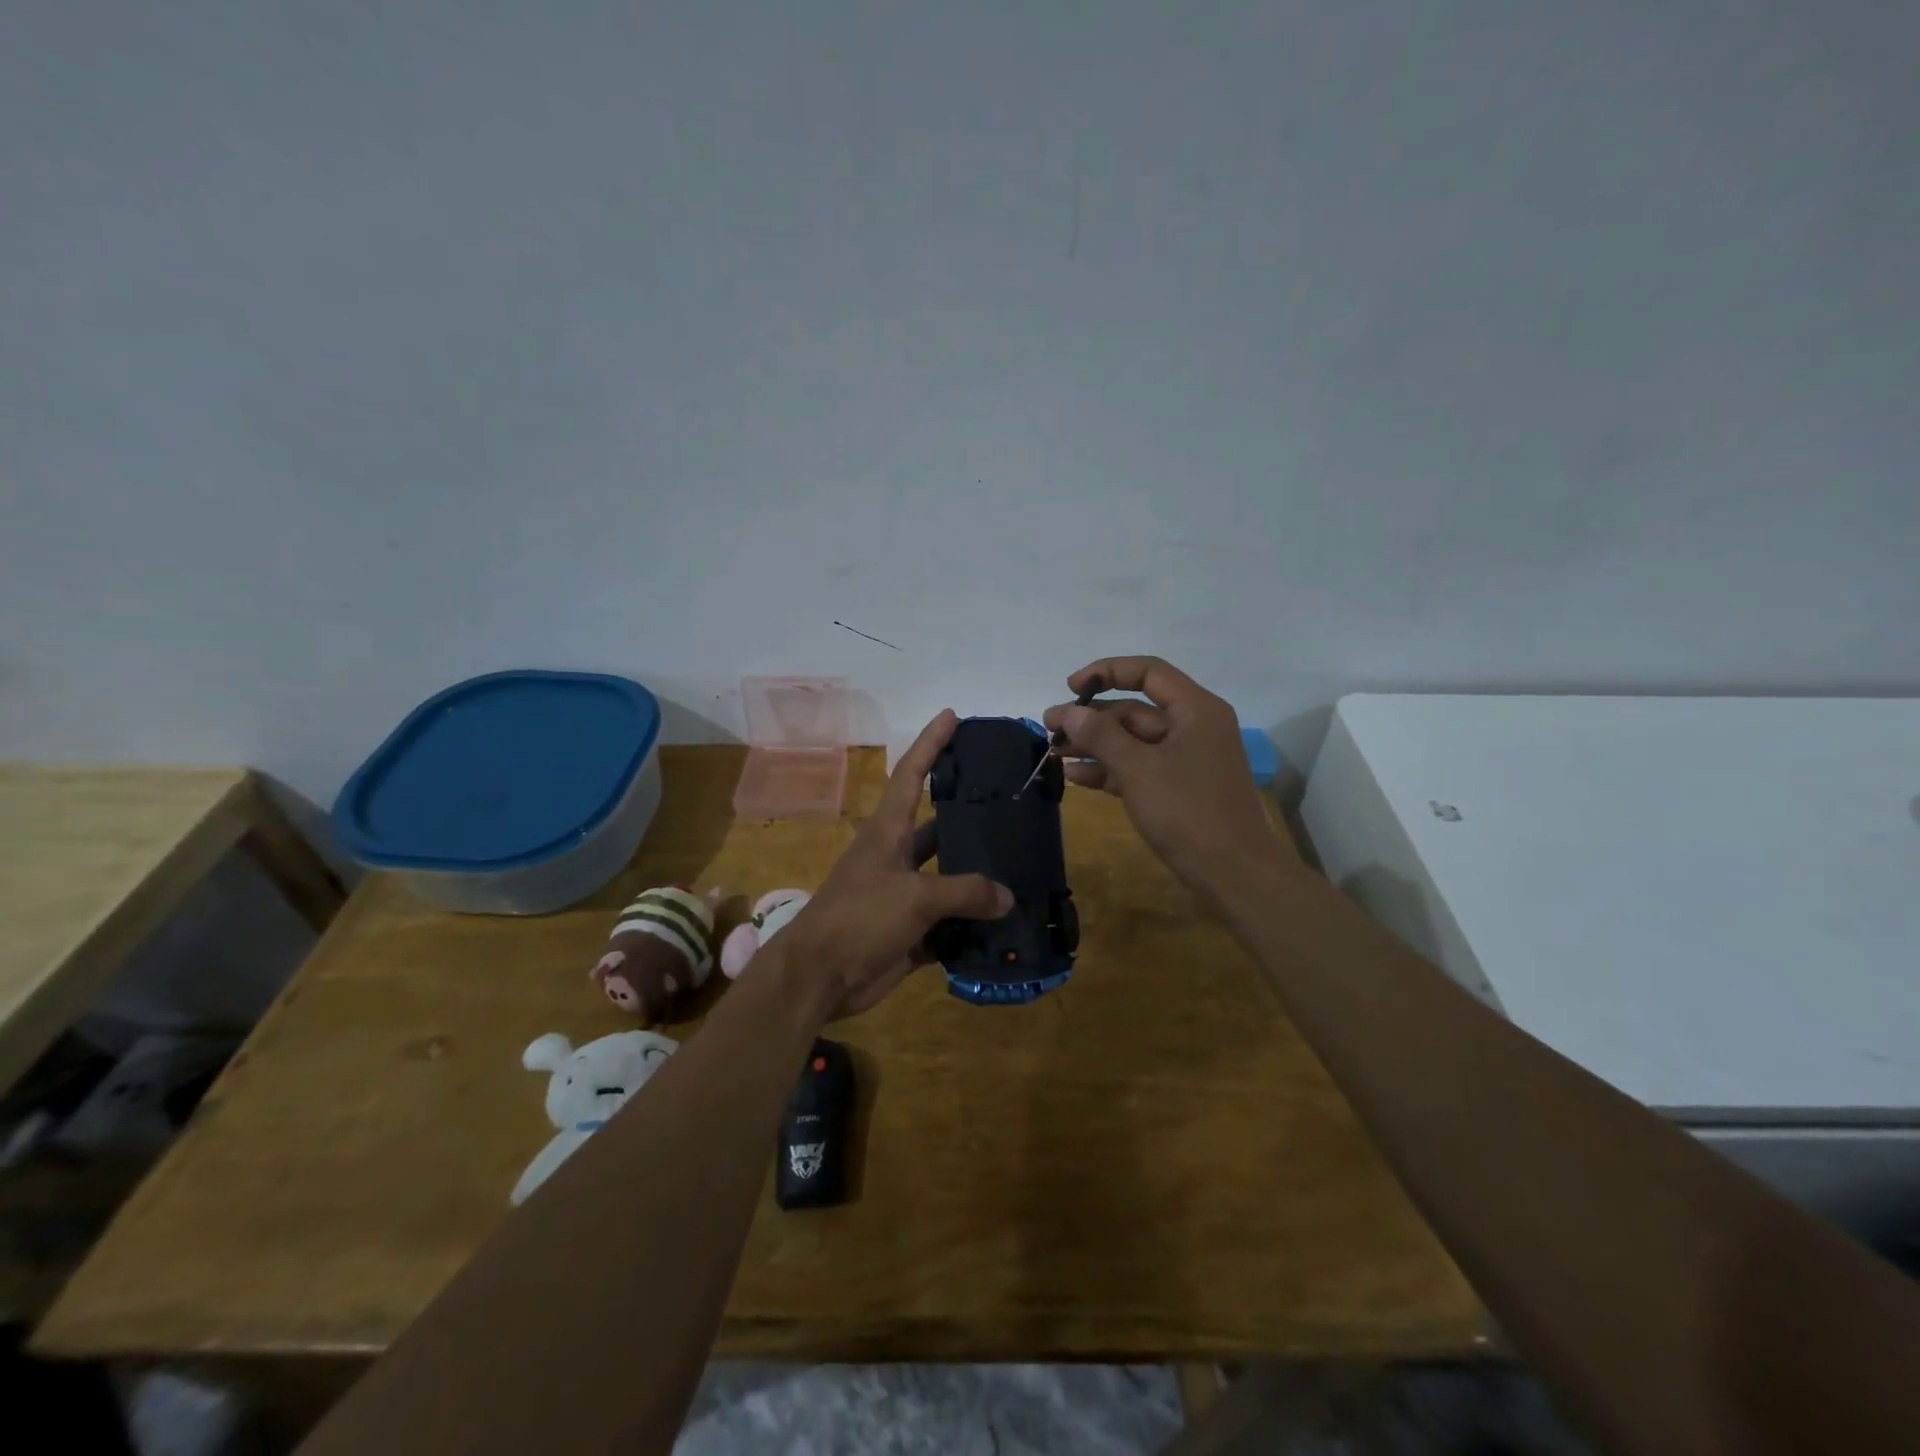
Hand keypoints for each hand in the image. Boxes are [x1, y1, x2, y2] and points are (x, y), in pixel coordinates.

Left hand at [775, 709, 1012, 1017]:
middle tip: (1013, 803)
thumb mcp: (914, 896)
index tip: (951, 716)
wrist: (819, 977)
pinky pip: (949, 924)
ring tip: (1022, 867)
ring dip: (979, 878)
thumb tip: (1008, 897)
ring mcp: (903, 895)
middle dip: (971, 815)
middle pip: (940, 827)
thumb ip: (965, 892)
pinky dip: (973, 926)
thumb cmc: (859, 918)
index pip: (911, 774)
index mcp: (889, 831)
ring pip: (949, 878)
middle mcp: (897, 856)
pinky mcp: (909, 932)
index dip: (930, 743)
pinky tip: (1007, 925)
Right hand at [1044, 656, 1286, 896]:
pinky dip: (1108, 770)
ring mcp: (1185, 760)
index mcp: (1195, 709)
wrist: (1234, 874)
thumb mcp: (1139, 769)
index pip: (1148, 672)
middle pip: (1135, 709)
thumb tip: (1069, 712)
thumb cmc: (1189, 811)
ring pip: (1132, 741)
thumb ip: (1101, 736)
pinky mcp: (1176, 789)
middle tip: (1049, 728)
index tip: (1070, 687)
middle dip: (1091, 717)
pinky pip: (1136, 768)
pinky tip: (1074, 776)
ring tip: (1053, 752)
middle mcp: (1192, 727)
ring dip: (1093, 745)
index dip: (1107, 671)